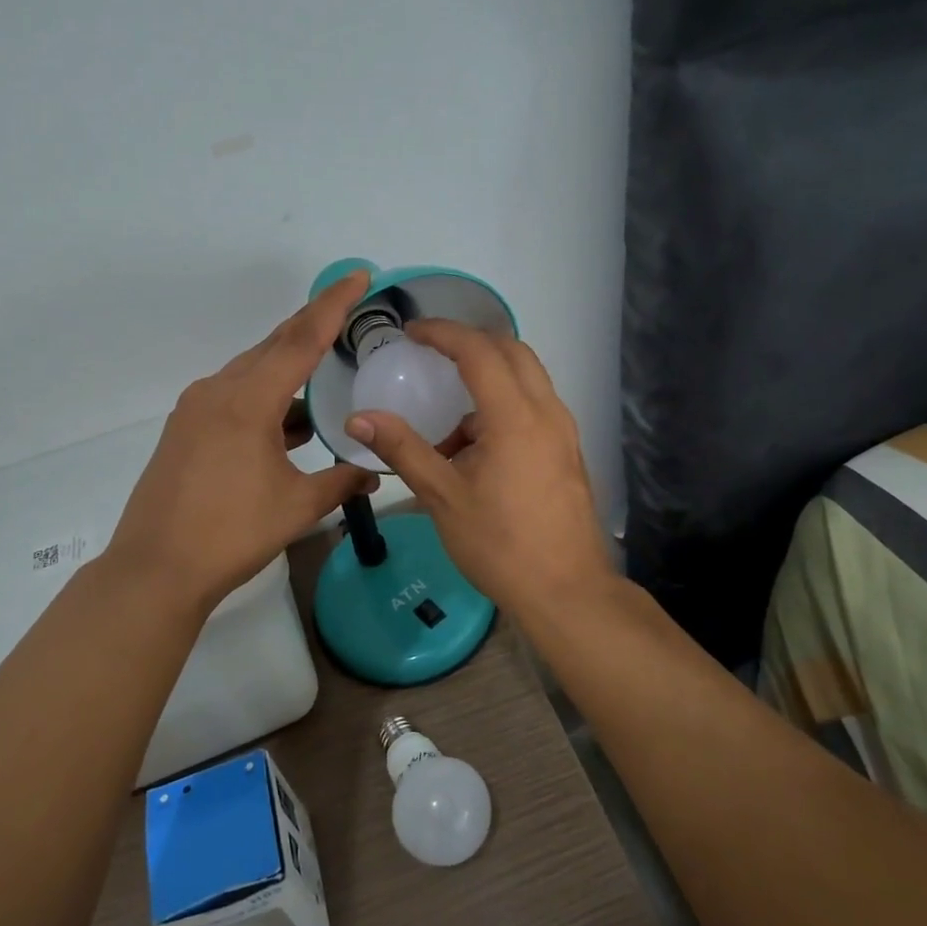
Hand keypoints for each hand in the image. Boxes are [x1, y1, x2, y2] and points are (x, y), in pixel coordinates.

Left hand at [104, 271, 380, 615]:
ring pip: (252, 372)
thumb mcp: (298, 506)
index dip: (334, 305)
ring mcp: (196, 408)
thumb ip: (341, 480)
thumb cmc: (231, 533)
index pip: (301, 339)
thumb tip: (375, 472)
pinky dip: (266, 398)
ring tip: (325, 377)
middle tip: (349, 314)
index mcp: (248, 400)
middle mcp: (218, 391)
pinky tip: (288, 422)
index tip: (358, 275)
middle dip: (312, 328)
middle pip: (273, 346)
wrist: (155, 569)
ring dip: (288, 370)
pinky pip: (234, 395)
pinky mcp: (185, 428)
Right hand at [345, 321, 614, 617]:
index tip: (412, 333)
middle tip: (432, 355)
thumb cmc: (501, 545)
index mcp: (516, 417)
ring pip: (527, 379)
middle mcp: (548, 412)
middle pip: (512, 351)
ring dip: (488, 380)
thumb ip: (402, 449)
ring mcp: (564, 431)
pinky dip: (503, 407)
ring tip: (448, 423)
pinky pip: (534, 407)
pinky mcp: (568, 451)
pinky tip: (475, 450)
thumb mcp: (443, 497)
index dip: (443, 333)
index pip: (478, 350)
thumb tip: (358, 419)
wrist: (567, 592)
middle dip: (470, 344)